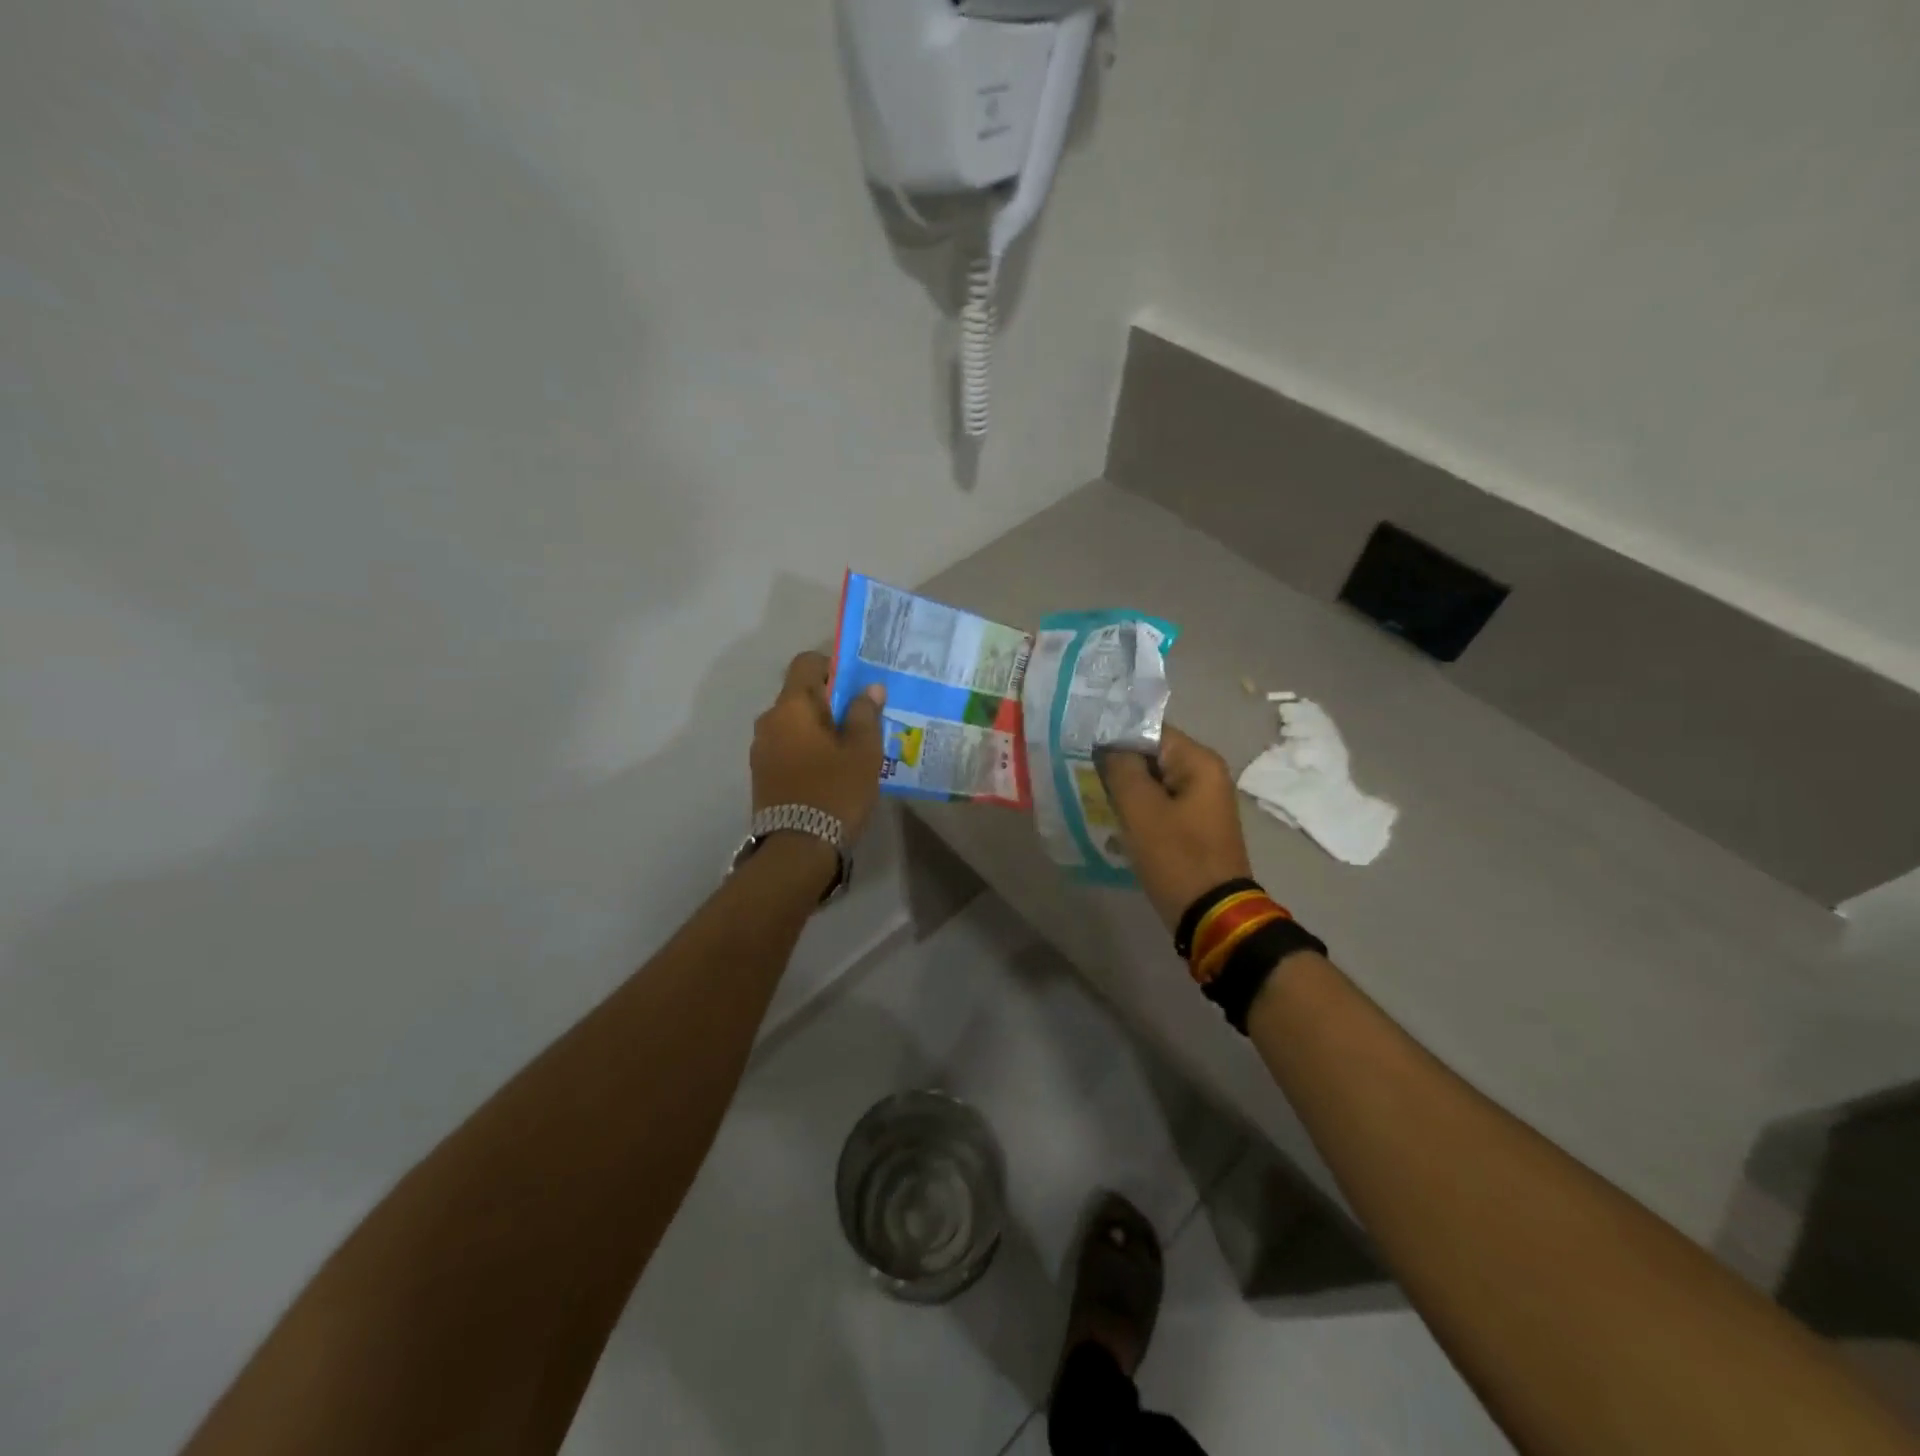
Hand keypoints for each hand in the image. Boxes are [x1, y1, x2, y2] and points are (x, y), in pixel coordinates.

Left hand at [752, 651, 885, 842]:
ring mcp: (761, 750)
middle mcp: (769, 721)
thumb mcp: (863, 751)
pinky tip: (830, 771)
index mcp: (791, 706)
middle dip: (829, 702)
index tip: (856, 685)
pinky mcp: (762, 775)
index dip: (832, 666)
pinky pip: (787, 748)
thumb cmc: (835, 791)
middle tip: (860, 721)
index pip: (806, 663)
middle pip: (799, 695)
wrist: (798, 849)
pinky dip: (807, 750)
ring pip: (793, 724)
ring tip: (848, 750)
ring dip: (817, 729)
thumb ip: (865, 714)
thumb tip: (869, 688)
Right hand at [1097, 725, 1253, 931]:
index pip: (1150, 730)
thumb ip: (1121, 768)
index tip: (1082, 747)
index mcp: (1199, 762)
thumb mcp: (1141, 810)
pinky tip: (1113, 819)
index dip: (1115, 735)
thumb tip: (1106, 744)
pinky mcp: (1192, 826)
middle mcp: (1205, 775)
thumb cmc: (1176, 857)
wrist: (1211, 915)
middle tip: (1081, 772)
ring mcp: (1200, 802)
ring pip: (1152, 782)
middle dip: (1118, 763)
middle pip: (1152, 755)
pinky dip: (1137, 809)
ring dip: (1125, 788)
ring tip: (1091, 794)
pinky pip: (1159, 805)